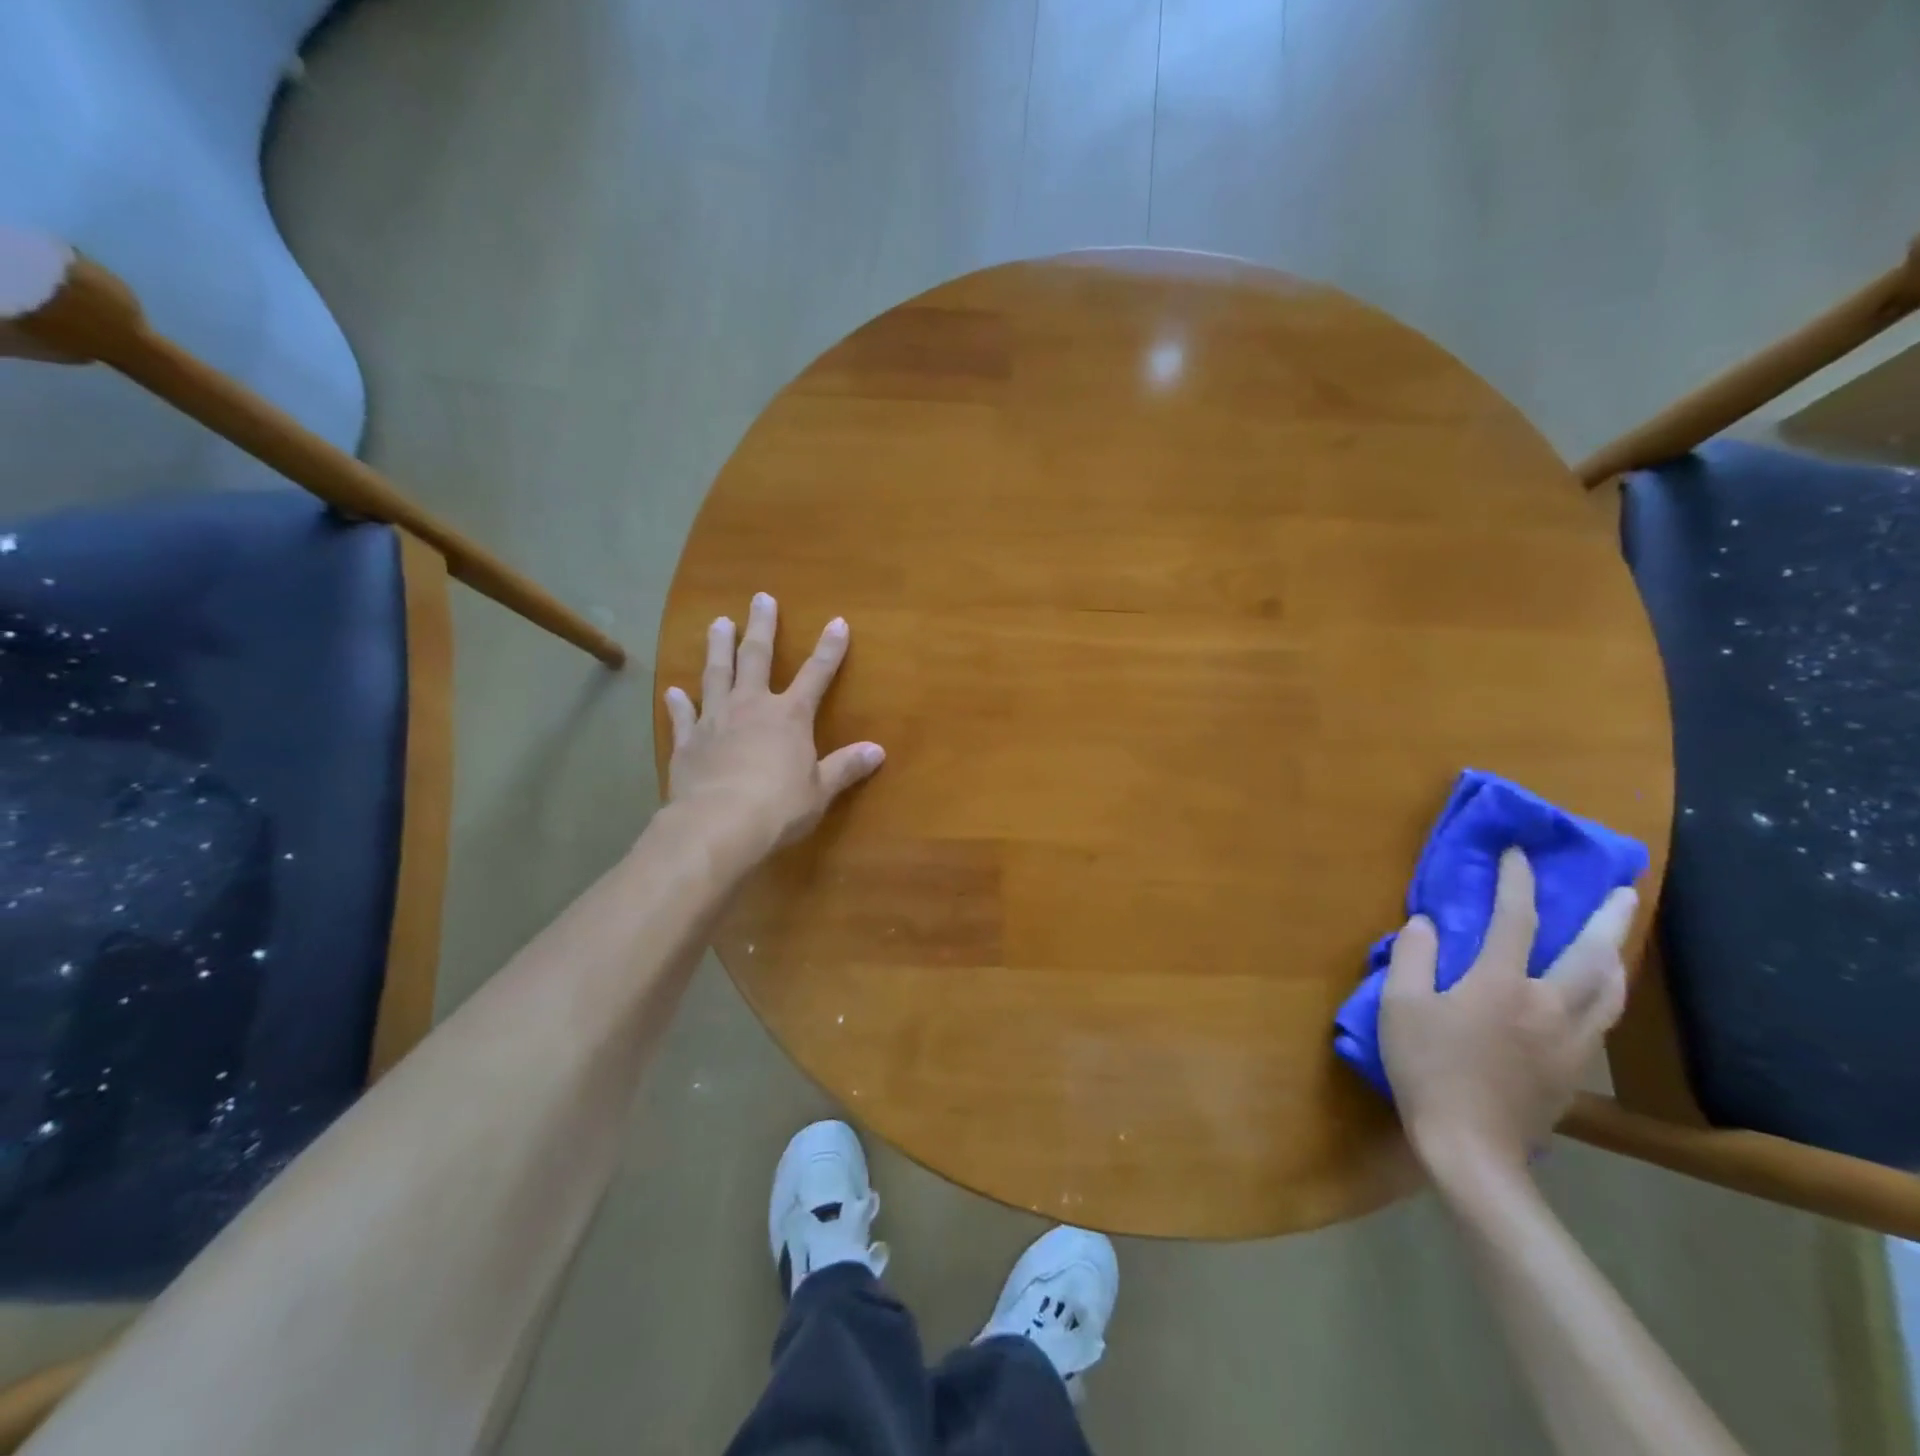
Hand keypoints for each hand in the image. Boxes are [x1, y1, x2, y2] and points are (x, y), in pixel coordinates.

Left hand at [663, 592, 883, 859]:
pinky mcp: (688, 741)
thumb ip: (846, 767)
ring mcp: (715, 720)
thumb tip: (878, 751)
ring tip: (718, 622)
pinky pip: (683, 716)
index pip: (816, 674)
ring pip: (716, 674)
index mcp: (790, 716)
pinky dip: (679, 703)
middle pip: (757, 658)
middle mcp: (752, 707)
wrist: (719, 824)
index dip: (830, 649)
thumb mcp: (820, 790)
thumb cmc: (779, 807)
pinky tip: (673, 690)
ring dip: (718, 647)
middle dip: (762, 627)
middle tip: (760, 598)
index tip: (838, 622)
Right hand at [1380, 849, 1635, 1175]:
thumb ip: (1412, 957)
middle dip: (1607, 918)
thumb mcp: (1400, 1006)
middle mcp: (1547, 1004)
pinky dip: (1604, 993)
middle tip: (1625, 890)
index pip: (1514, 918)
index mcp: (1500, 983)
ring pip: (1608, 990)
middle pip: (1590, 953)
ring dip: (1615, 956)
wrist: (1471, 1147)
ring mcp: (1569, 1040)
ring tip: (1618, 940)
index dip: (1516, 881)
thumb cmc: (1427, 1068)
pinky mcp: (1575, 1070)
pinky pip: (1600, 1019)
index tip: (1519, 853)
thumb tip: (1427, 923)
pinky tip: (1597, 994)